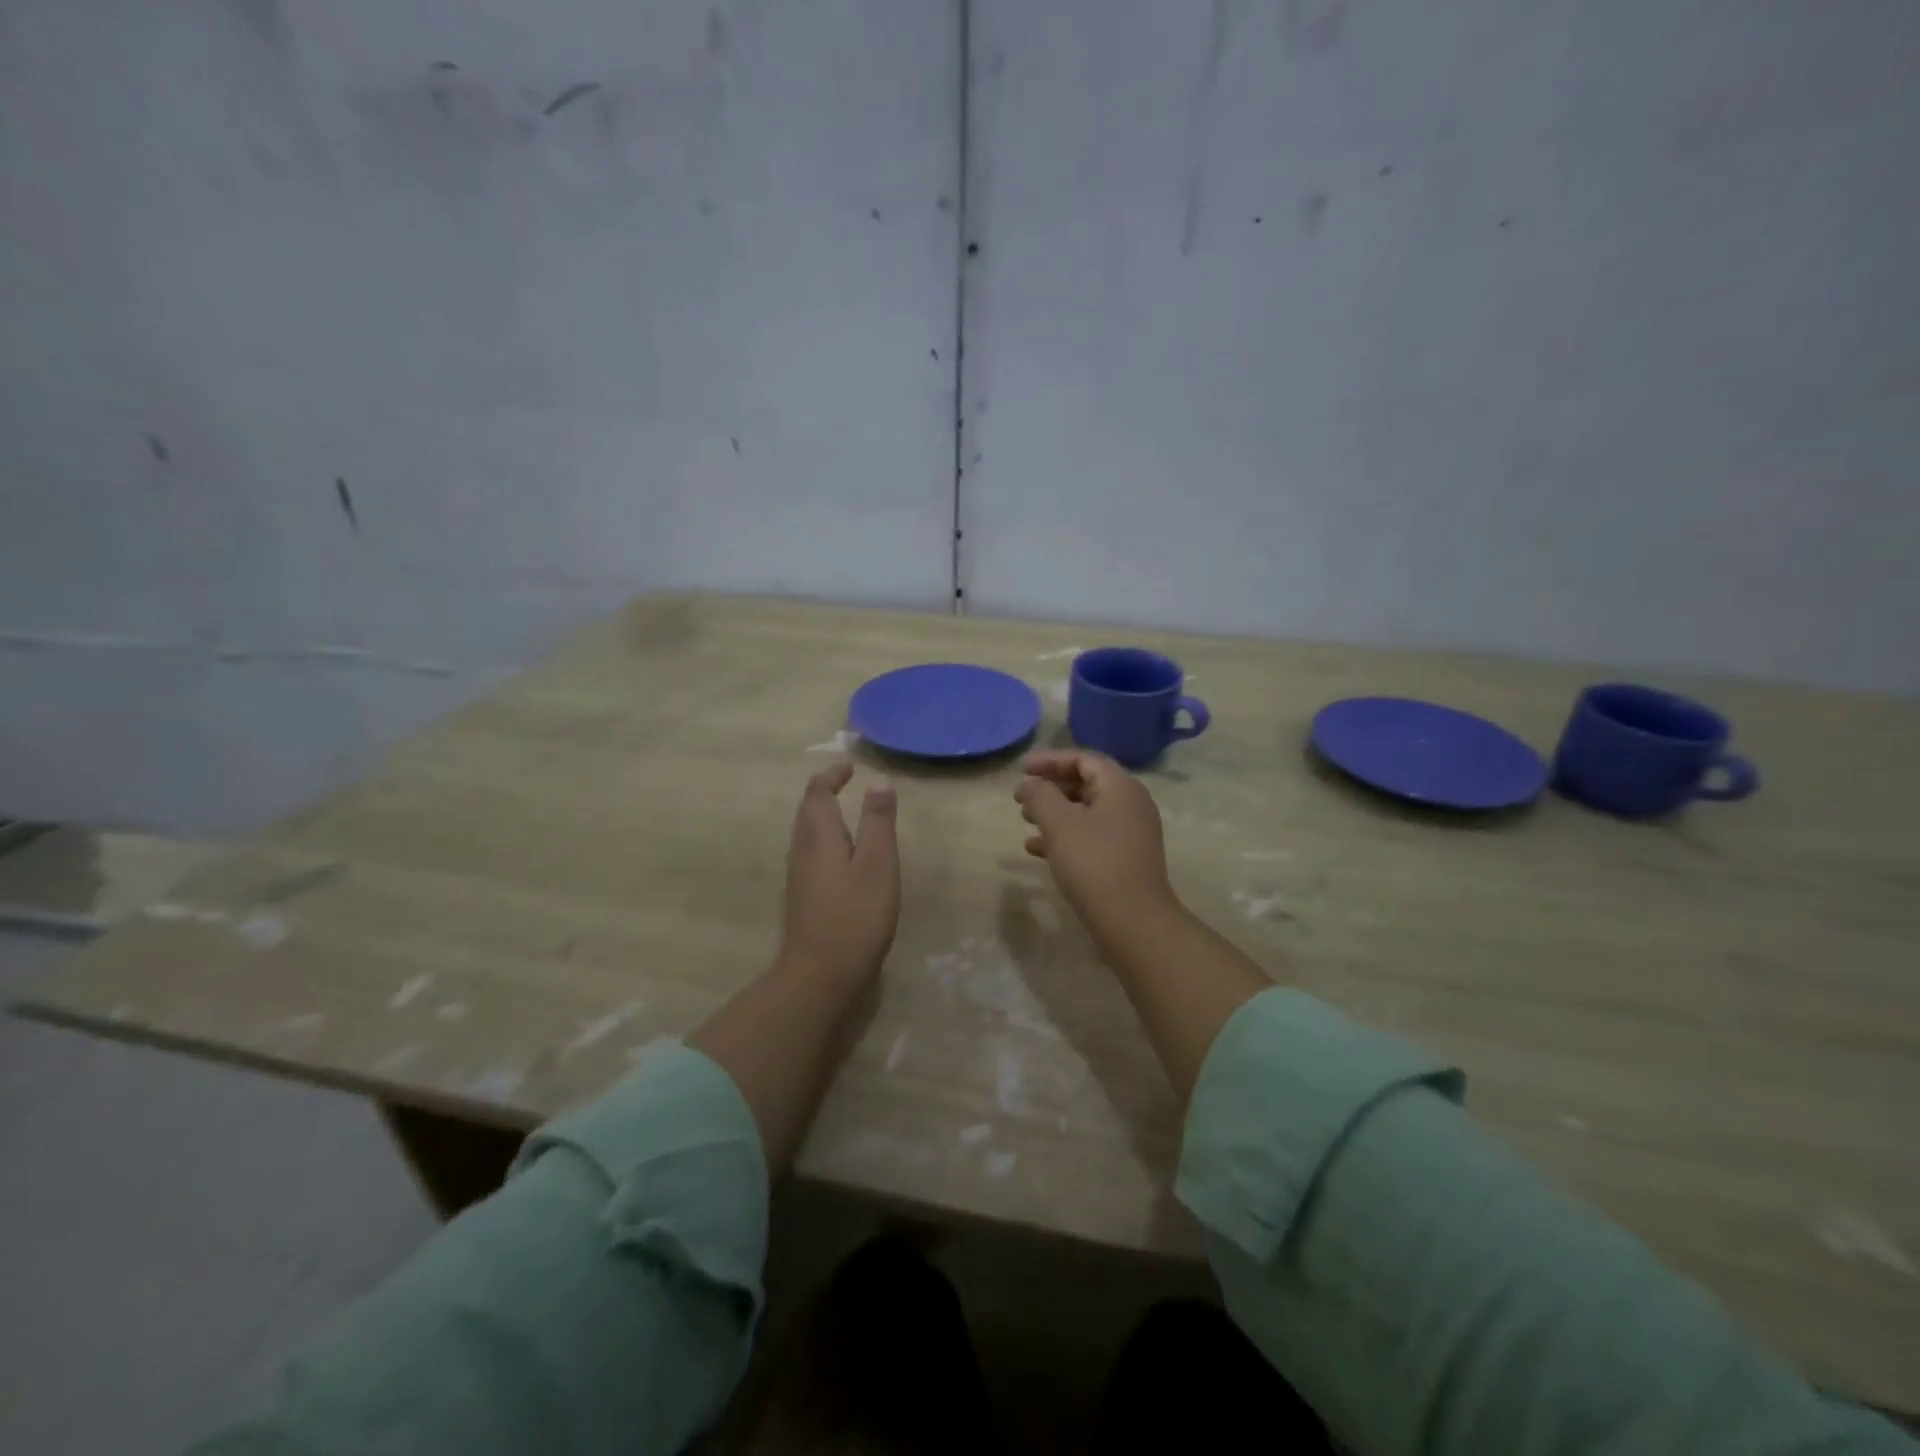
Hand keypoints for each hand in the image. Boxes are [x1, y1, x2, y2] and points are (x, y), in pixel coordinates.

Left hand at [780, 763, 900, 981]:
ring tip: (845, 812)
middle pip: (807, 811)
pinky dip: (823, 838)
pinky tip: (840, 855)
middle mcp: (802, 850)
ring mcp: (798, 876)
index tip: (849, 767)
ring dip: (822, 815)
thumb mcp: (877, 864)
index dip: (831, 776)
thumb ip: (878, 821)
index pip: (817, 793)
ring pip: (805, 833)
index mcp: (819, 836)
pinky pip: (809, 852)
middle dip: (824, 792)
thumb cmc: (855, 915)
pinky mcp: (802, 897)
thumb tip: (878, 781)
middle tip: (845, 783)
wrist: (819, 975)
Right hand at [1014, 750, 1182, 942]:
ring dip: (1054, 812)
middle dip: (1051, 787)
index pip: (1083, 759)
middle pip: (1086, 783)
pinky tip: (1036, 850)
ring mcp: (1131, 833)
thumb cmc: (1094, 864)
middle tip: (1021, 797)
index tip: (1022, 769)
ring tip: (1025, 820)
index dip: (1050, 760)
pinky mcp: (1125, 858)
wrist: (1133, 922)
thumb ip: (1040, 796)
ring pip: (1086, 811)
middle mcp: (1131, 804)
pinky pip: (1091, 835)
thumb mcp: (1059, 824)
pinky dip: (1065, 836)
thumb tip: (1032, 785)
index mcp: (1120, 787)